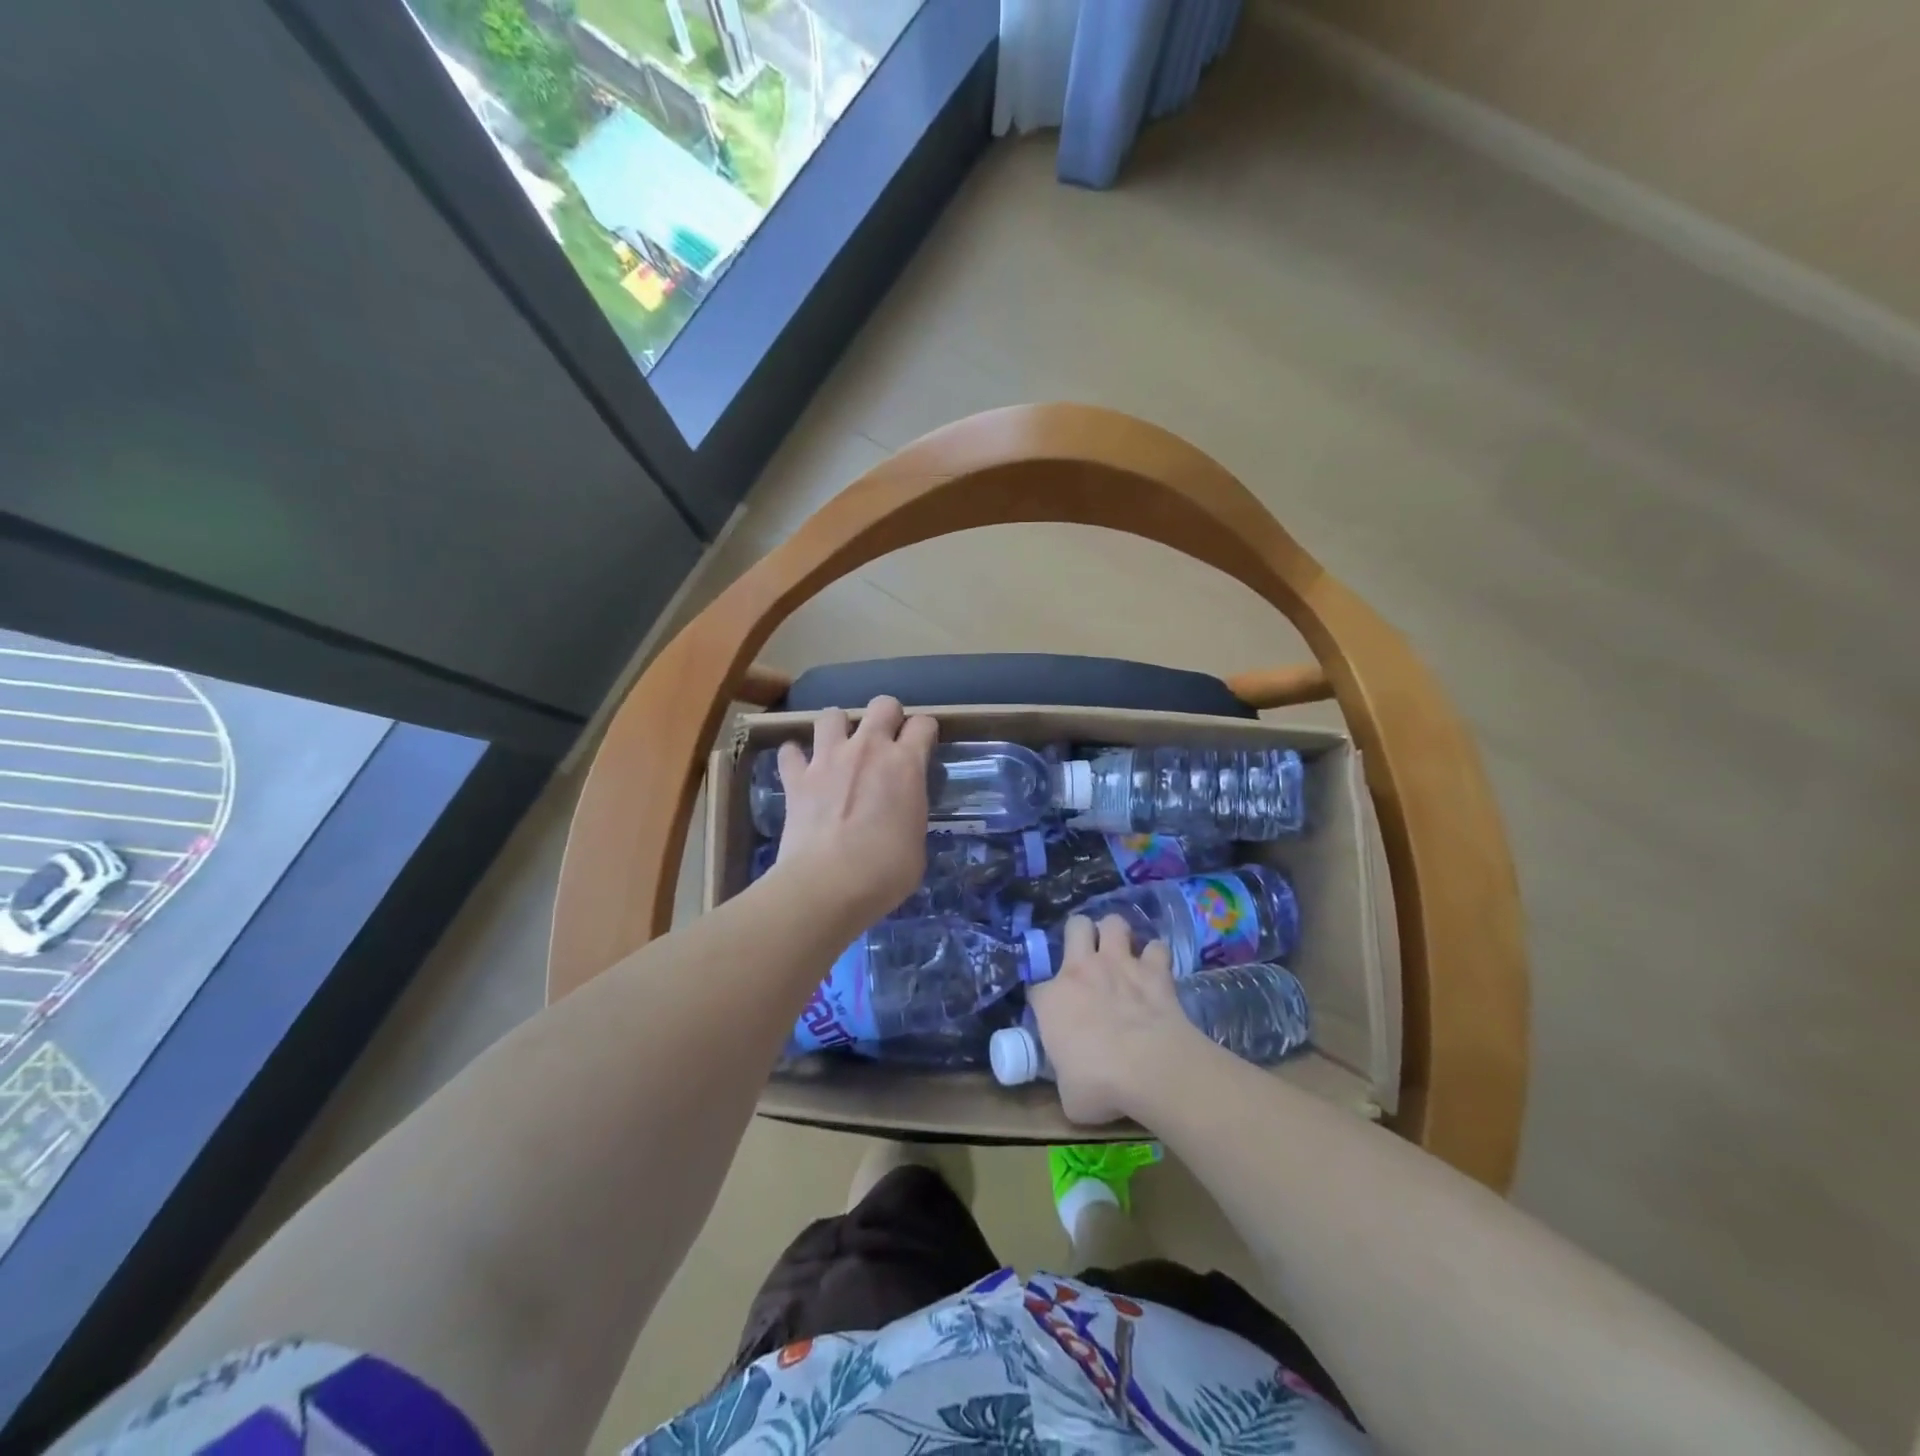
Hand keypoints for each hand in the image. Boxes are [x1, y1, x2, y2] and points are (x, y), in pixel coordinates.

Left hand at [771, 696, 936, 926]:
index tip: (923, 746)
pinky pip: (790, 751)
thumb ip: (909, 813)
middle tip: (885, 742)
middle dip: (887, 716)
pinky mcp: (796, 778)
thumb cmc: (886, 872)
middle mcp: (868, 749)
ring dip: (838, 728)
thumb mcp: (916, 841)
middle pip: (883, 704)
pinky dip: (795, 758)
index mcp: (906, 764)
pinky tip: (801, 770)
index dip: (925, 732)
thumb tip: (900, 815)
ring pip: (832, 714)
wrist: (829, 884)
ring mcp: (828, 759)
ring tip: (839, 748)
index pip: (924, 724)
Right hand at [1028, 914, 1208, 1124]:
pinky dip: (1156, 957)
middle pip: (1075, 926)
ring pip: (1114, 923)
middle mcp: (1081, 970)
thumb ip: (1064, 1078)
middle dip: (1080, 935)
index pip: (1036, 988)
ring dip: (1117, 934)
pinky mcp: (1155, 971)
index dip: (1044, 1000)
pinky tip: (1156, 969)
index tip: (1052, 1015)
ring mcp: (1120, 964)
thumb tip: (1071, 1081)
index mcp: (1051, 999)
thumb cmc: (1099, 1085)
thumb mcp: (1068, 1094)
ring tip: (1121, 951)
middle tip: (1087, 956)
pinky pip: (1157, 948)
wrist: (1149, 1068)